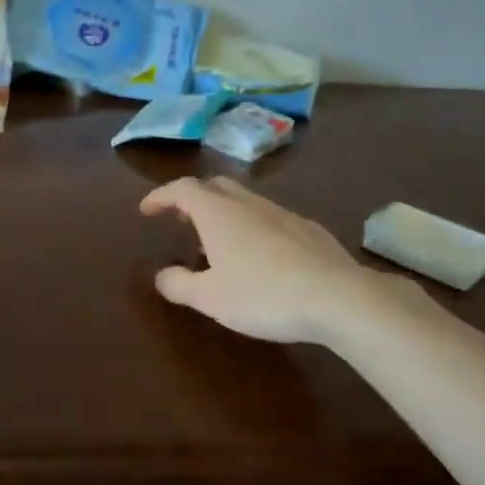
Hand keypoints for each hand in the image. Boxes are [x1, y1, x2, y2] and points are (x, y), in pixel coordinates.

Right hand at [140, 176, 431, 346]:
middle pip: (214, 186)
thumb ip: (179, 284)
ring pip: (245, 201)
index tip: (146, 210)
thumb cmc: (263, 295)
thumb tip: (160, 276)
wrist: (338, 298)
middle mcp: (248, 204)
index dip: (161, 196)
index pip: (182, 189)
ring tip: (218, 244)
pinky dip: (253, 227)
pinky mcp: (309, 229)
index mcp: (218, 213)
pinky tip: (261, 255)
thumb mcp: (210, 298)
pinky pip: (270, 218)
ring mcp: (282, 213)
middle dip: (193, 198)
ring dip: (224, 213)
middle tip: (181, 220)